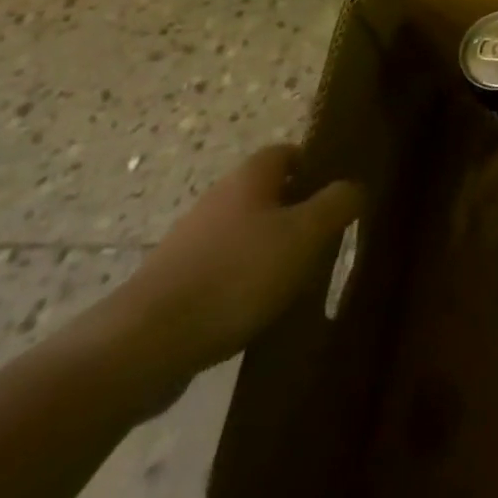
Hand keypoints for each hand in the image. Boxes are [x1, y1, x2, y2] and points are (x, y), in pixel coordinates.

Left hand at [112, 146, 364, 382]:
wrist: (143, 345)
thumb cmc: (236, 274)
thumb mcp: (306, 234)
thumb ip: (338, 203)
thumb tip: (354, 187)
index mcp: (249, 178)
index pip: (287, 152)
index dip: (314, 165)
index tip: (335, 192)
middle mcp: (217, 200)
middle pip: (265, 193)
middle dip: (294, 212)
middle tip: (323, 238)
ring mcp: (189, 243)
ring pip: (242, 234)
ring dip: (267, 250)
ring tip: (294, 280)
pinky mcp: (170, 285)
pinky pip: (219, 272)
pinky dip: (240, 284)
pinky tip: (255, 312)